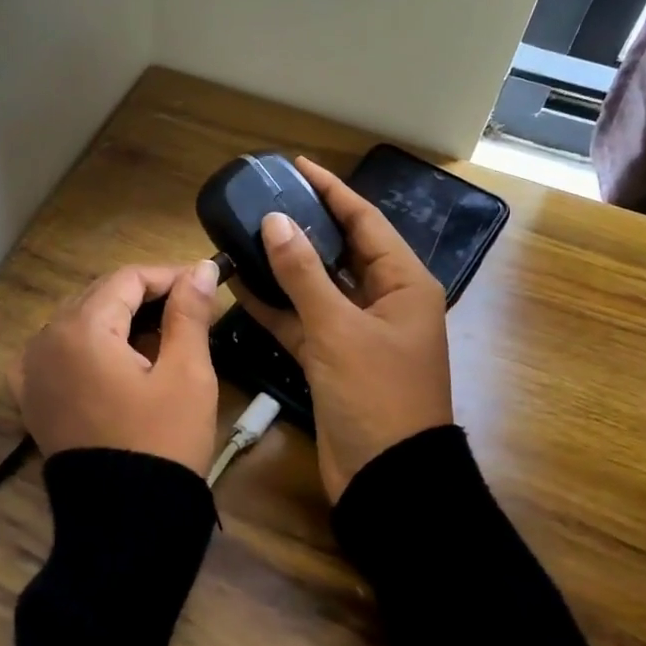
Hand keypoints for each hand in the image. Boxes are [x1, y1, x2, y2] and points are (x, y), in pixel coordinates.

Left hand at [9, 260, 222, 476]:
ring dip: (118, 317)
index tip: (204, 281)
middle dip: (144, 294)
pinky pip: (57, 351)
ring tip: (160, 331)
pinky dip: (86, 344)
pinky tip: (112, 354)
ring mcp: (32, 370)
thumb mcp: (187, 374)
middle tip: (189, 305)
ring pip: (78, 320)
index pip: (127, 278)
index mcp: (82, 329)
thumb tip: (201, 268)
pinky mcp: (32, 397)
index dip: (168, 275)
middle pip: (99, 295)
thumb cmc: (162, 442)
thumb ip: (189, 313)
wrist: (126, 522)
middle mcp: (46, 340)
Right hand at [235, 157, 453, 502]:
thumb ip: (304, 274)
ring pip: (317, 286)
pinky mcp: (333, 359)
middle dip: (306, 225)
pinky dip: (276, 307)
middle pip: (341, 250)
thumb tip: (276, 221)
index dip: (332, 190)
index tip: (297, 166)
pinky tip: (242, 287)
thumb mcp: (339, 329)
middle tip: (266, 199)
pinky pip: (303, 322)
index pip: (365, 221)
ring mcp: (357, 332)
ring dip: (285, 266)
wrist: (387, 479)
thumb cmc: (376, 395)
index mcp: (403, 283)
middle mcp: (383, 301)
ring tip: (247, 235)